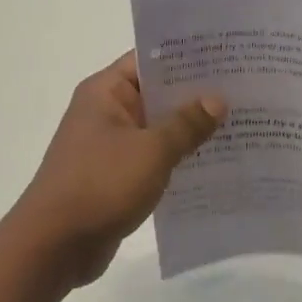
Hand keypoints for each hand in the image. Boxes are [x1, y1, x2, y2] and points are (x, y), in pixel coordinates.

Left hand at [6, 53, 226, 287]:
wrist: (55, 244)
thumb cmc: (100, 185)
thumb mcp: (151, 151)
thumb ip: (186, 124)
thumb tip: (216, 99)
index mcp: (105, 92)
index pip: (149, 61)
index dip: (187, 57)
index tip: (227, 57)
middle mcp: (105, 113)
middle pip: (156, 95)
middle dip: (196, 96)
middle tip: (246, 91)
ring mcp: (109, 147)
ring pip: (157, 130)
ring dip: (190, 132)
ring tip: (240, 126)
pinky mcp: (115, 177)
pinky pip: (152, 160)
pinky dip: (177, 160)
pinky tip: (214, 165)